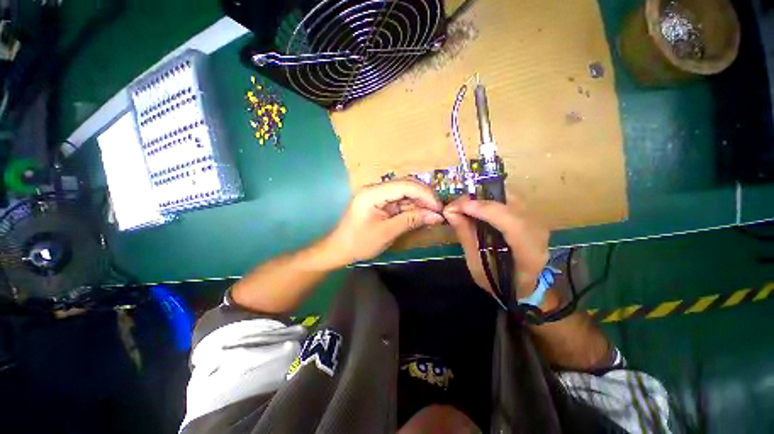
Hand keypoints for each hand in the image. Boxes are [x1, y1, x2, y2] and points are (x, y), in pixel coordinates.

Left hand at [323, 179, 444, 266]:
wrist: (339, 249)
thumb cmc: (359, 243)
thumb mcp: (387, 232)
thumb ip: (411, 221)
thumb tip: (436, 216)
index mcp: (373, 193)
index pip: (405, 185)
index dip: (425, 195)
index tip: (439, 208)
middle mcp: (376, 189)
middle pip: (406, 186)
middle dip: (424, 198)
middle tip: (438, 211)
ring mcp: (378, 195)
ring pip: (405, 194)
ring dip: (419, 203)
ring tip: (433, 215)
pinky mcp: (380, 203)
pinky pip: (399, 202)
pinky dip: (411, 209)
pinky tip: (421, 216)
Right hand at [443, 196, 549, 301]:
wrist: (521, 285)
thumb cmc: (497, 280)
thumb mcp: (476, 264)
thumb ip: (466, 236)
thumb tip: (450, 211)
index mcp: (529, 253)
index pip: (513, 223)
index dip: (486, 210)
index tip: (459, 207)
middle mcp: (539, 232)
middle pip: (512, 203)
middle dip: (480, 199)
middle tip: (457, 204)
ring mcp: (537, 220)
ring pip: (510, 196)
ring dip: (484, 196)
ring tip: (464, 204)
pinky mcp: (530, 214)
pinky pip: (509, 198)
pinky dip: (489, 197)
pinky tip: (476, 205)